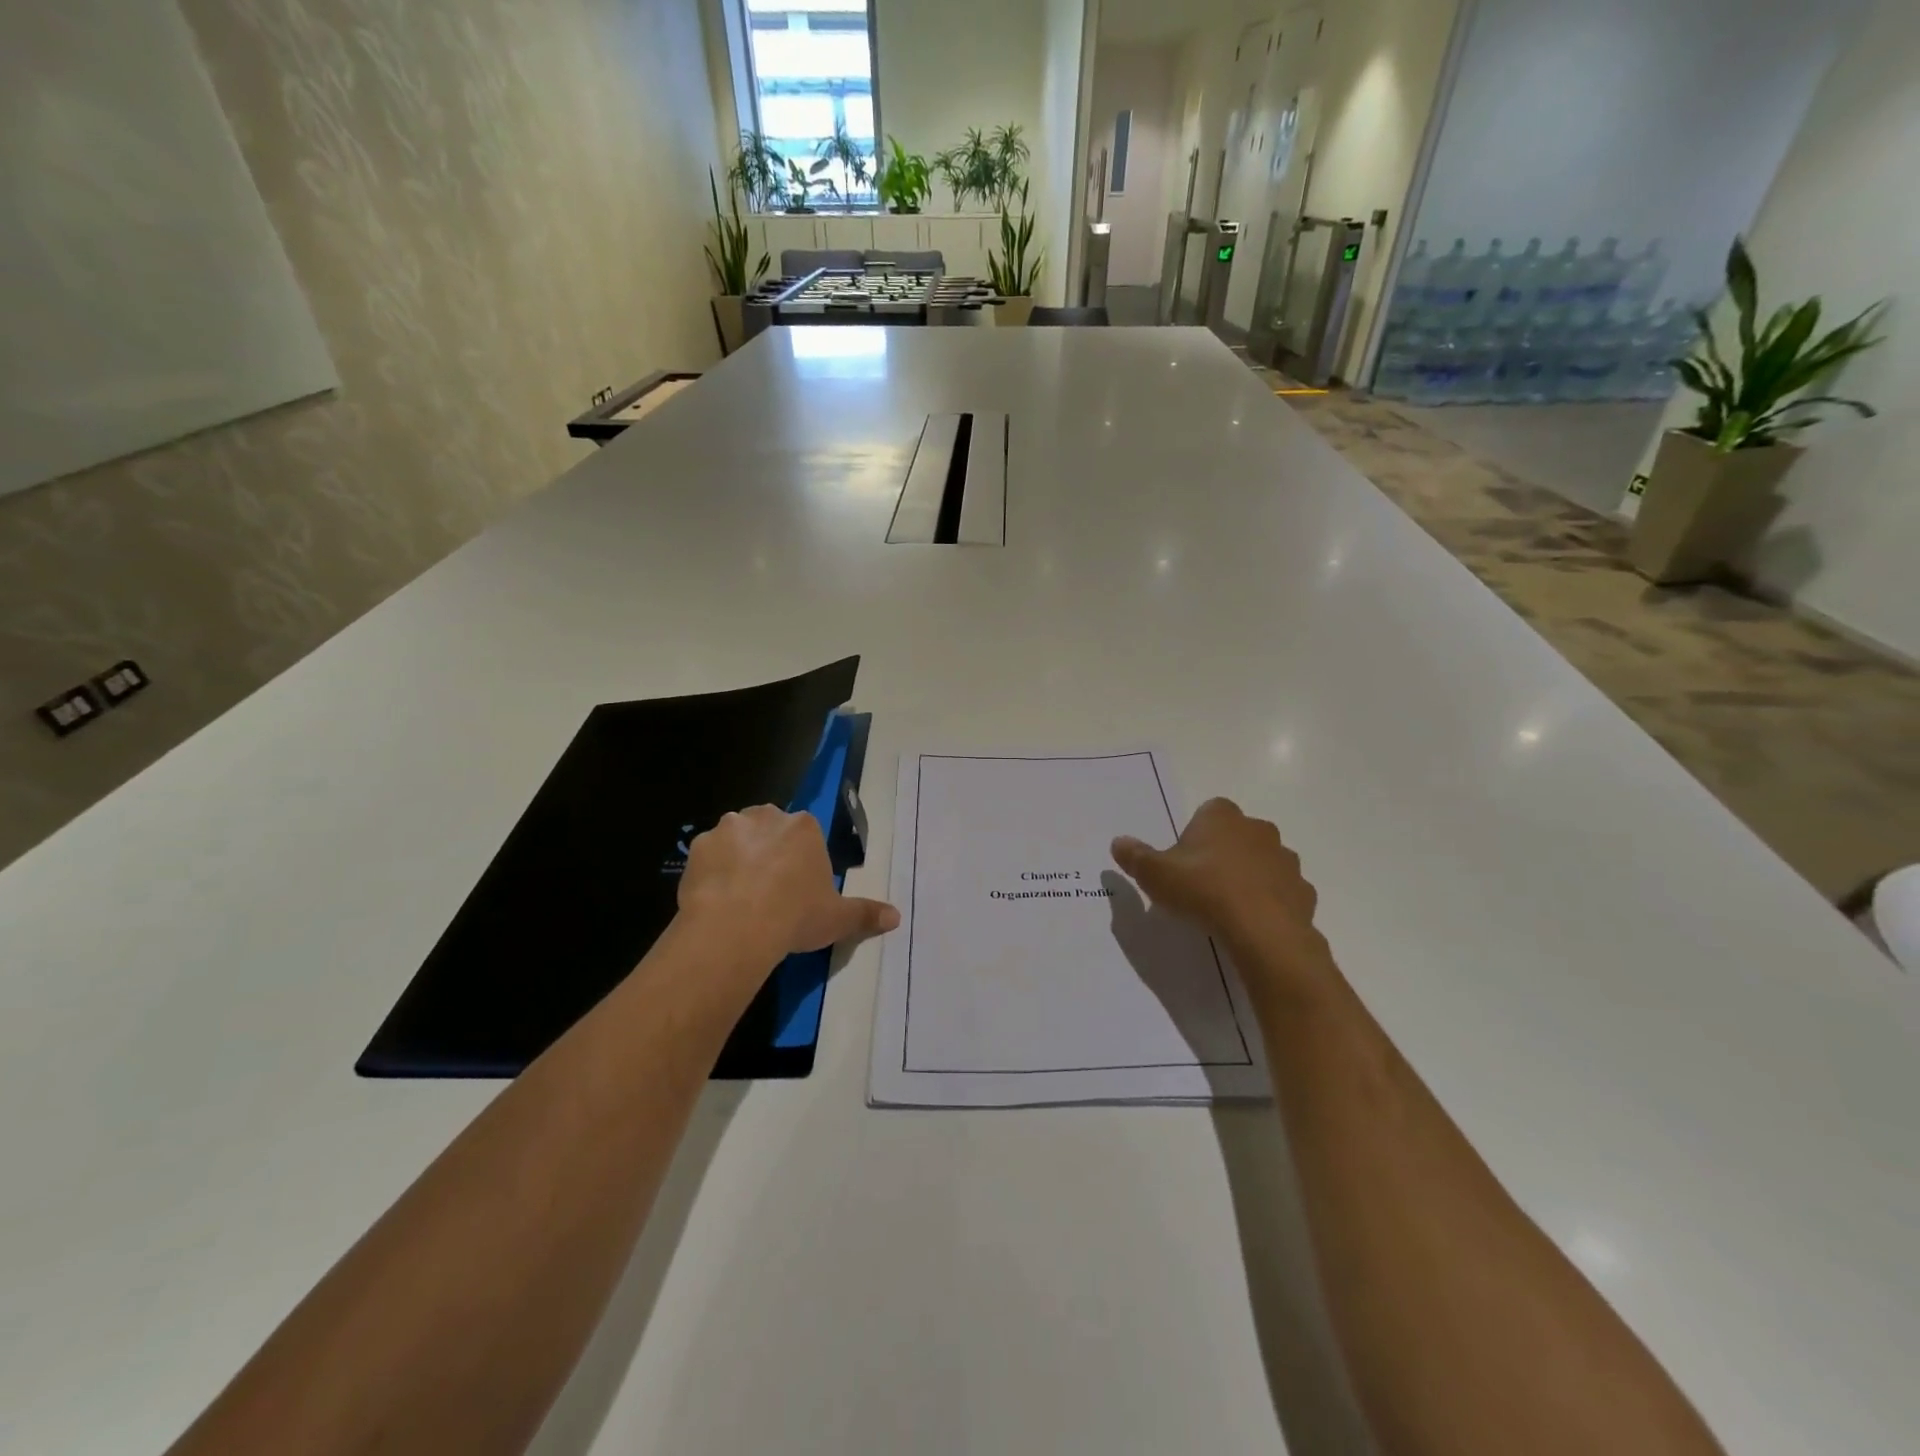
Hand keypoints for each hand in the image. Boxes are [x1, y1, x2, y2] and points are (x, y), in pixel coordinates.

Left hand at [679, 805, 898, 968]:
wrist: (735, 927)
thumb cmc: (795, 916)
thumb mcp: (838, 918)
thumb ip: (866, 914)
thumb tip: (896, 917)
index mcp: (805, 827)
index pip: (806, 833)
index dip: (802, 860)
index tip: (798, 887)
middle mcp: (767, 816)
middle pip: (770, 828)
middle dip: (769, 850)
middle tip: (769, 890)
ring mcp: (729, 828)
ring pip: (736, 838)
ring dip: (738, 857)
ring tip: (739, 895)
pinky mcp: (697, 846)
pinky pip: (707, 856)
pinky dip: (711, 871)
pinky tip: (715, 898)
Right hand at [1111, 798, 1333, 994]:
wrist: (1262, 931)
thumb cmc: (1203, 890)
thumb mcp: (1155, 874)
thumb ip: (1135, 857)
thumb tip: (1118, 842)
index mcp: (1222, 816)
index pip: (1208, 812)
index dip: (1194, 834)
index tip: (1183, 861)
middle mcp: (1258, 829)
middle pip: (1236, 835)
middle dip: (1222, 853)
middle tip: (1201, 884)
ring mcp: (1285, 859)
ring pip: (1262, 862)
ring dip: (1248, 877)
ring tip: (1226, 907)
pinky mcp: (1303, 891)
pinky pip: (1281, 892)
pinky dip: (1269, 902)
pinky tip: (1251, 923)